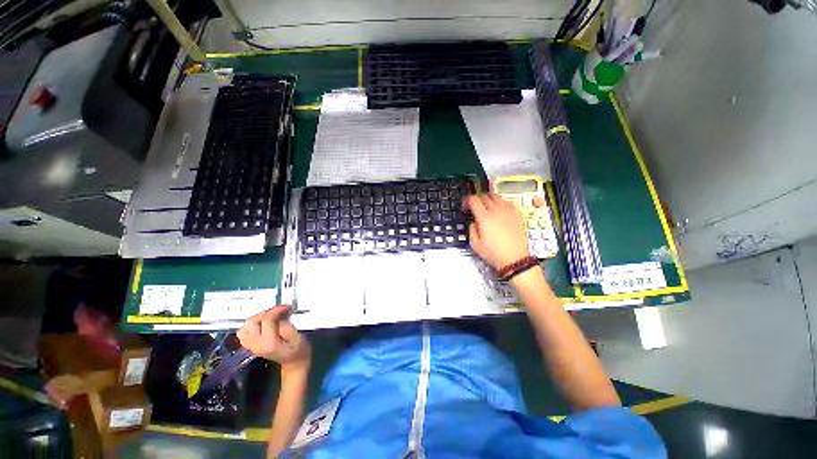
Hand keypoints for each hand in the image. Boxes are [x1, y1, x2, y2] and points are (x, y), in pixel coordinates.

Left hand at [238, 305, 310, 372]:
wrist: (294, 362)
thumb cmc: (298, 349)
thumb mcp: (297, 336)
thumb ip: (286, 326)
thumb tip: (278, 317)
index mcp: (269, 343)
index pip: (266, 320)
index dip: (276, 310)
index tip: (287, 306)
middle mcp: (256, 345)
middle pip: (252, 322)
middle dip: (265, 313)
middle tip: (278, 311)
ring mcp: (251, 346)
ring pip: (245, 327)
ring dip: (257, 318)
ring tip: (271, 316)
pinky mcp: (251, 345)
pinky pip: (243, 333)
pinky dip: (251, 325)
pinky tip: (263, 323)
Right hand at [464, 193, 530, 270]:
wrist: (515, 259)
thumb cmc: (494, 253)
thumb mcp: (475, 244)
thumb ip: (471, 229)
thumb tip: (473, 222)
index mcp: (484, 218)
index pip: (473, 200)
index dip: (466, 201)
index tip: (465, 206)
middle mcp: (496, 211)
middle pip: (484, 196)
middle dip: (476, 199)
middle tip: (474, 205)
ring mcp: (508, 211)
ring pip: (496, 196)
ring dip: (488, 198)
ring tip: (485, 205)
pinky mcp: (517, 214)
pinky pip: (507, 201)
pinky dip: (500, 202)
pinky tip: (498, 209)